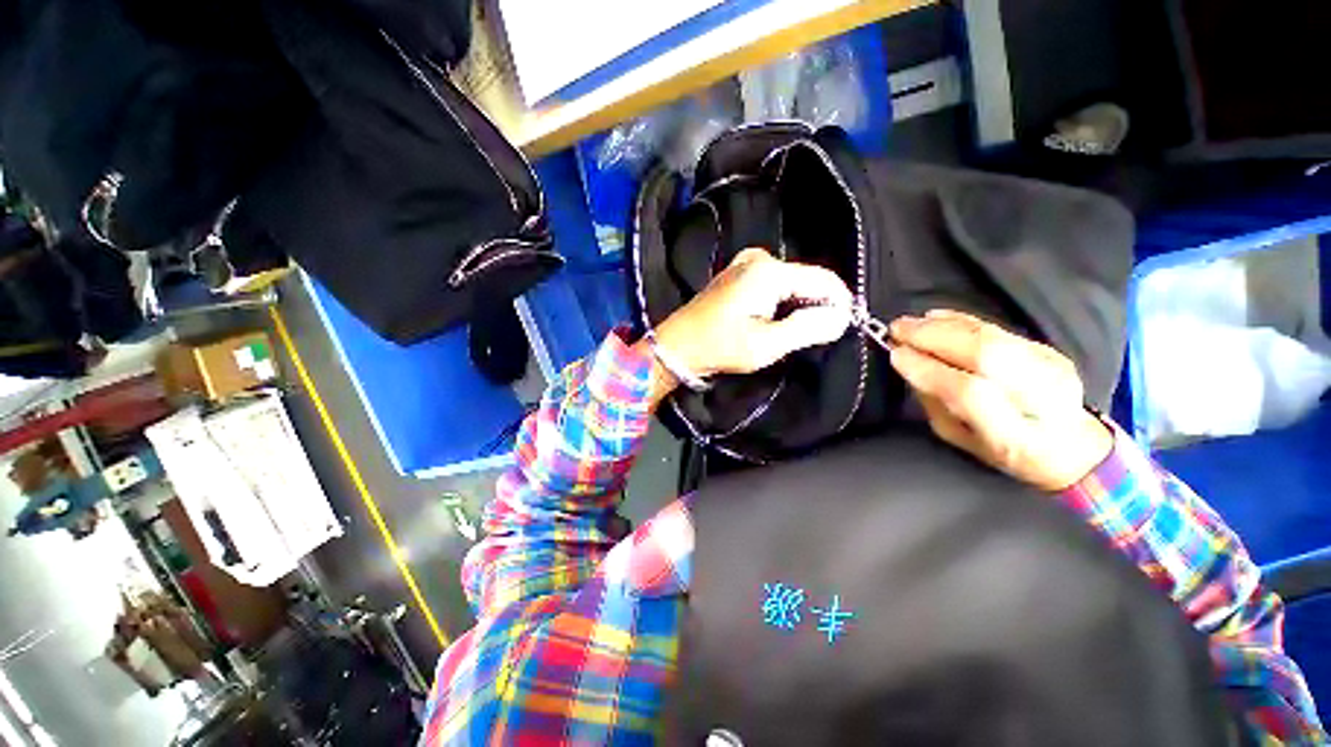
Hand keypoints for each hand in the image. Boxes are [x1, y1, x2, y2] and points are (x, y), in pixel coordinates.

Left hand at [647, 248, 851, 397]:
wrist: (678, 345)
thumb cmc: (720, 347)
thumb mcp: (767, 345)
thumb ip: (807, 328)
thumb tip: (841, 317)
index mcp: (768, 271)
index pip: (823, 279)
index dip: (839, 303)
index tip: (844, 328)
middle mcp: (759, 258)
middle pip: (806, 279)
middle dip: (817, 306)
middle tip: (816, 336)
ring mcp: (746, 263)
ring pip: (791, 282)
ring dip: (799, 305)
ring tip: (794, 332)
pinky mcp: (738, 274)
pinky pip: (774, 284)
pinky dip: (782, 302)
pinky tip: (775, 321)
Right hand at [888, 309, 1112, 491]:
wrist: (1069, 446)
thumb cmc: (1001, 451)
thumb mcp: (957, 437)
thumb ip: (933, 402)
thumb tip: (908, 365)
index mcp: (1014, 435)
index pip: (969, 393)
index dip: (928, 370)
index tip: (895, 355)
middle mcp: (1041, 397)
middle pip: (986, 354)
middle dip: (932, 337)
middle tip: (896, 329)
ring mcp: (1050, 368)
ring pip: (991, 336)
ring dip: (942, 326)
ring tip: (909, 323)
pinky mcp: (1047, 349)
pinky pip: (997, 327)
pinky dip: (960, 320)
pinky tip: (934, 317)